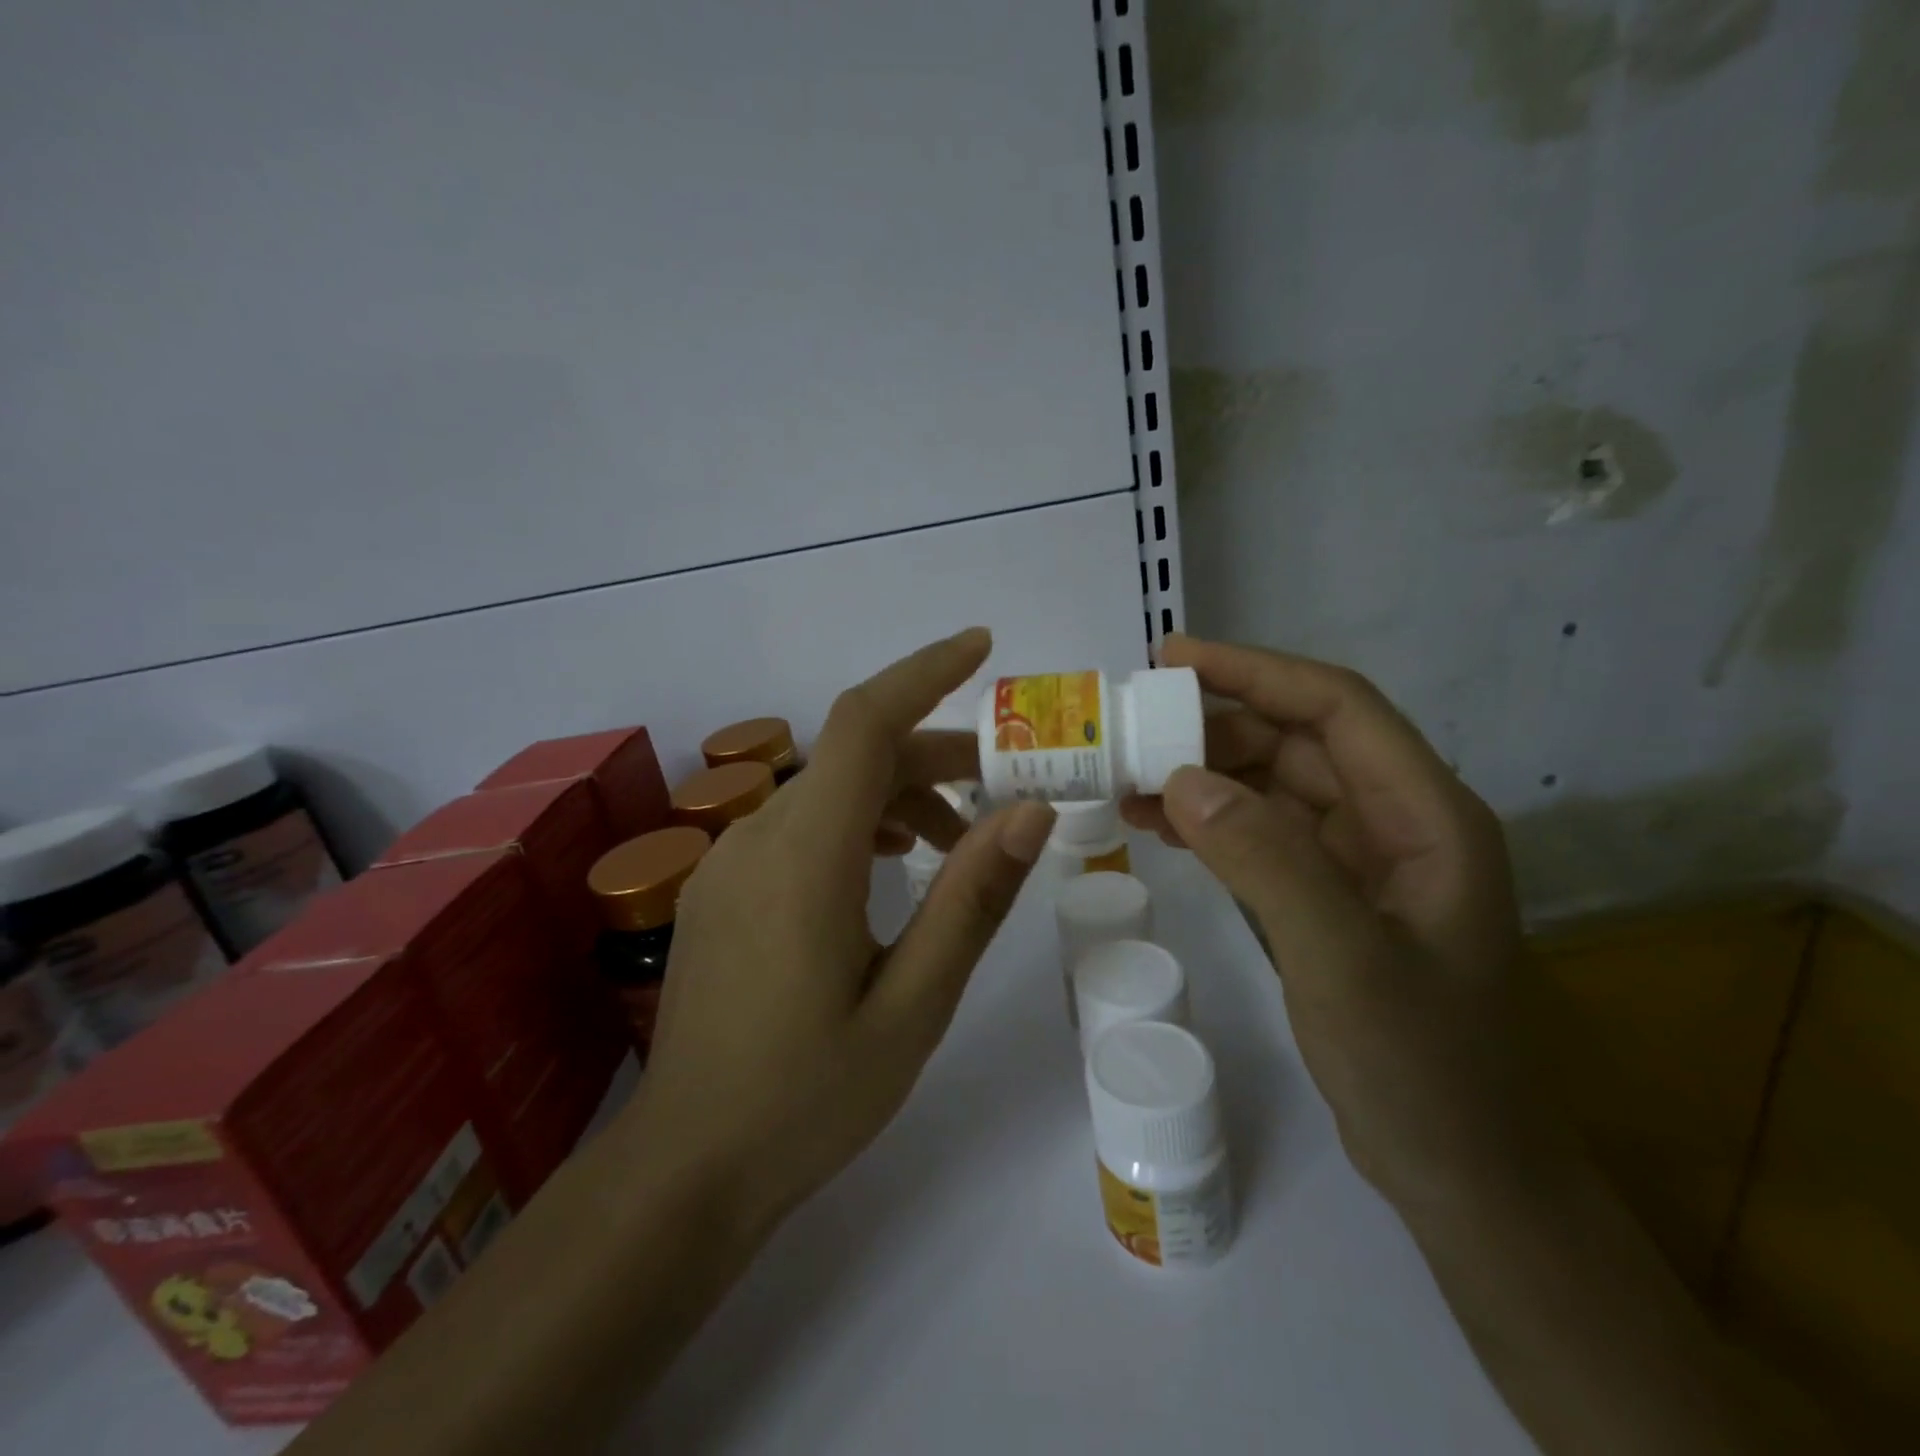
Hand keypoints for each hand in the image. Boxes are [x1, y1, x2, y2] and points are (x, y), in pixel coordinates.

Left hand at [624, 628, 1055, 1233]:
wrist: (687, 1166)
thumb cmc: (809, 1096)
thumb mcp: (914, 1004)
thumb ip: (971, 899)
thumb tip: (1030, 811)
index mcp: (807, 857)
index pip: (863, 722)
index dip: (924, 672)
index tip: (982, 648)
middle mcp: (758, 837)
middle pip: (853, 756)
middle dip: (935, 754)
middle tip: (1005, 788)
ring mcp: (728, 861)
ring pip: (827, 789)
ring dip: (898, 792)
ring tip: (956, 840)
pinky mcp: (719, 887)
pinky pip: (797, 824)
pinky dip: (855, 821)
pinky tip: (886, 865)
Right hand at [1122, 634, 1547, 1211]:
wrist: (1461, 1172)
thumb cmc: (1422, 1067)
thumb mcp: (1344, 962)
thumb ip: (1268, 861)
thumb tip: (1180, 778)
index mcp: (1426, 816)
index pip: (1336, 707)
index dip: (1255, 671)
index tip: (1172, 658)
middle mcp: (1397, 822)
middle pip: (1299, 740)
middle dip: (1215, 725)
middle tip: (1131, 726)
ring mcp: (1362, 861)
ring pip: (1274, 786)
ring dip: (1205, 773)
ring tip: (1128, 776)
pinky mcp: (1330, 896)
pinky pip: (1263, 834)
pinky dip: (1211, 821)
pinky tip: (1160, 823)